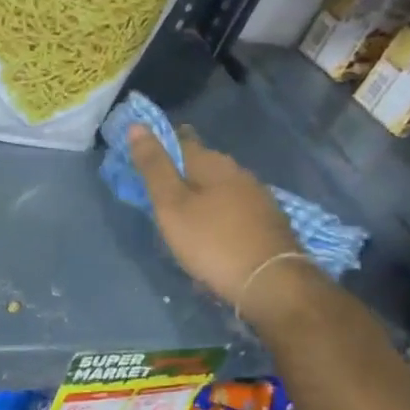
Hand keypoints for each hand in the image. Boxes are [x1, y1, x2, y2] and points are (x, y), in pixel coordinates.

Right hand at [128, 124, 302, 307]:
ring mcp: (258, 197)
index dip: (162, 144)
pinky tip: (213, 233)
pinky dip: (220, 216)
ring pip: (221, 188)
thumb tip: (137, 126)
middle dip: (183, 173)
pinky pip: (235, 210)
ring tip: (184, 216)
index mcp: (213, 163)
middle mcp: (239, 172)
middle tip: (160, 192)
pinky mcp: (269, 222)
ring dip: (203, 197)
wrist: (271, 283)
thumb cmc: (212, 242)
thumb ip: (154, 167)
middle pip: (204, 164)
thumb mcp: (171, 206)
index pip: (182, 139)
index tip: (145, 156)